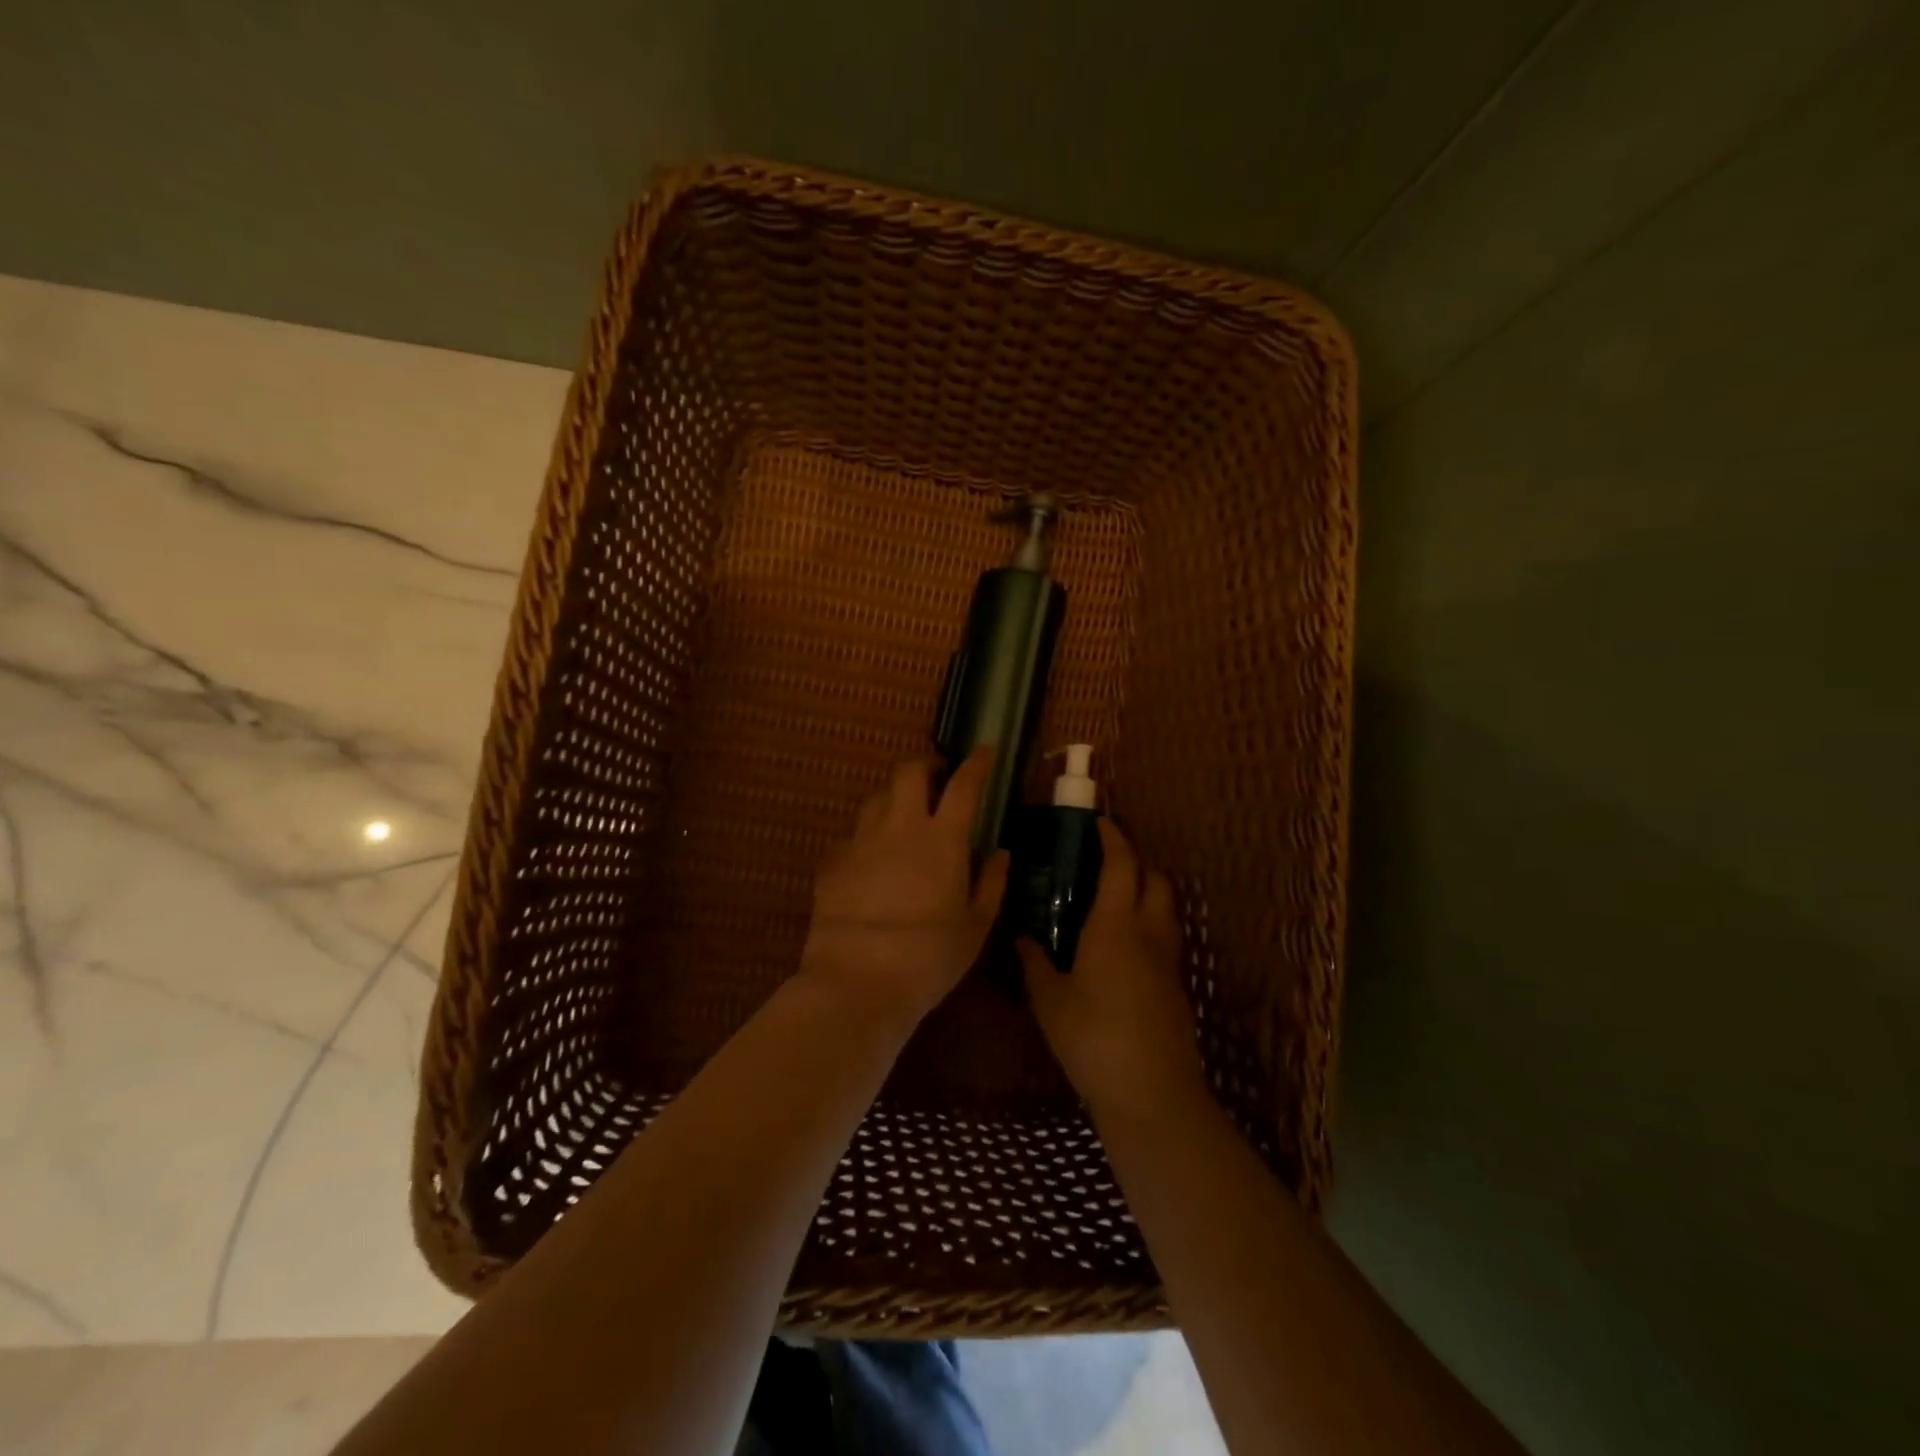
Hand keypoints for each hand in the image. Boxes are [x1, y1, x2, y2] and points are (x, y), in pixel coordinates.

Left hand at [801, 750, 1009, 1029]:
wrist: (858, 981)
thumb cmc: (929, 957)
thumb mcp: (975, 927)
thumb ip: (991, 883)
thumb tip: (1001, 853)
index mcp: (943, 839)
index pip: (964, 784)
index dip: (976, 763)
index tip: (985, 751)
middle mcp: (900, 827)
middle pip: (908, 772)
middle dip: (925, 764)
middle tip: (937, 778)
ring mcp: (861, 841)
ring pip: (876, 798)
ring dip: (894, 797)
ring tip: (904, 816)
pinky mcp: (832, 861)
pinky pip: (852, 835)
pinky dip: (867, 836)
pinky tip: (872, 859)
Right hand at [1018, 819, 1205, 1119]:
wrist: (1151, 1092)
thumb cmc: (1091, 1037)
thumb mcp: (1049, 999)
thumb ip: (1034, 962)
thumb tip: (1022, 938)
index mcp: (1114, 924)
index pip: (1121, 864)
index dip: (1113, 838)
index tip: (1099, 823)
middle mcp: (1148, 932)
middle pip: (1155, 878)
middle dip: (1136, 861)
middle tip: (1105, 862)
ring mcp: (1168, 961)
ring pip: (1166, 908)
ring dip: (1146, 893)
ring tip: (1113, 901)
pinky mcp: (1176, 987)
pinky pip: (1165, 939)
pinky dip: (1149, 927)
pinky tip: (1123, 950)